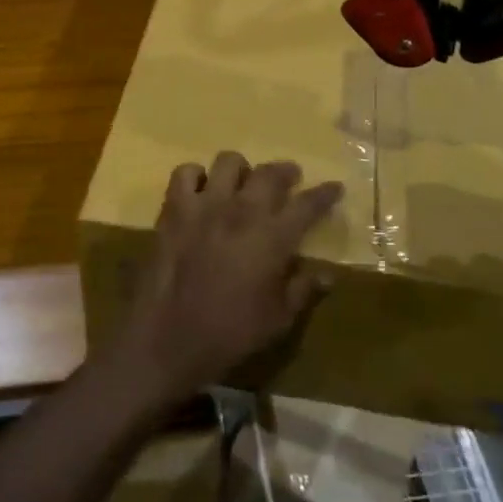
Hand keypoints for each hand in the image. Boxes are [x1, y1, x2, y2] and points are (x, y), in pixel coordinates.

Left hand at [108, 151, 342, 407]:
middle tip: (291, 178)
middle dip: (286, 172)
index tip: (334, 187)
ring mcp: (205, 205)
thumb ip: (304, 289)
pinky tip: (202, 192)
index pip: (308, 205)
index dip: (324, 194)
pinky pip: (185, 173)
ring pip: (229, 162)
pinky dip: (196, 177)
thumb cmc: (230, 333)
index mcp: (273, 238)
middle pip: (270, 173)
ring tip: (243, 183)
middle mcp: (242, 211)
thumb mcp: (278, 319)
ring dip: (242, 170)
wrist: (168, 339)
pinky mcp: (174, 209)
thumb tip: (327, 273)